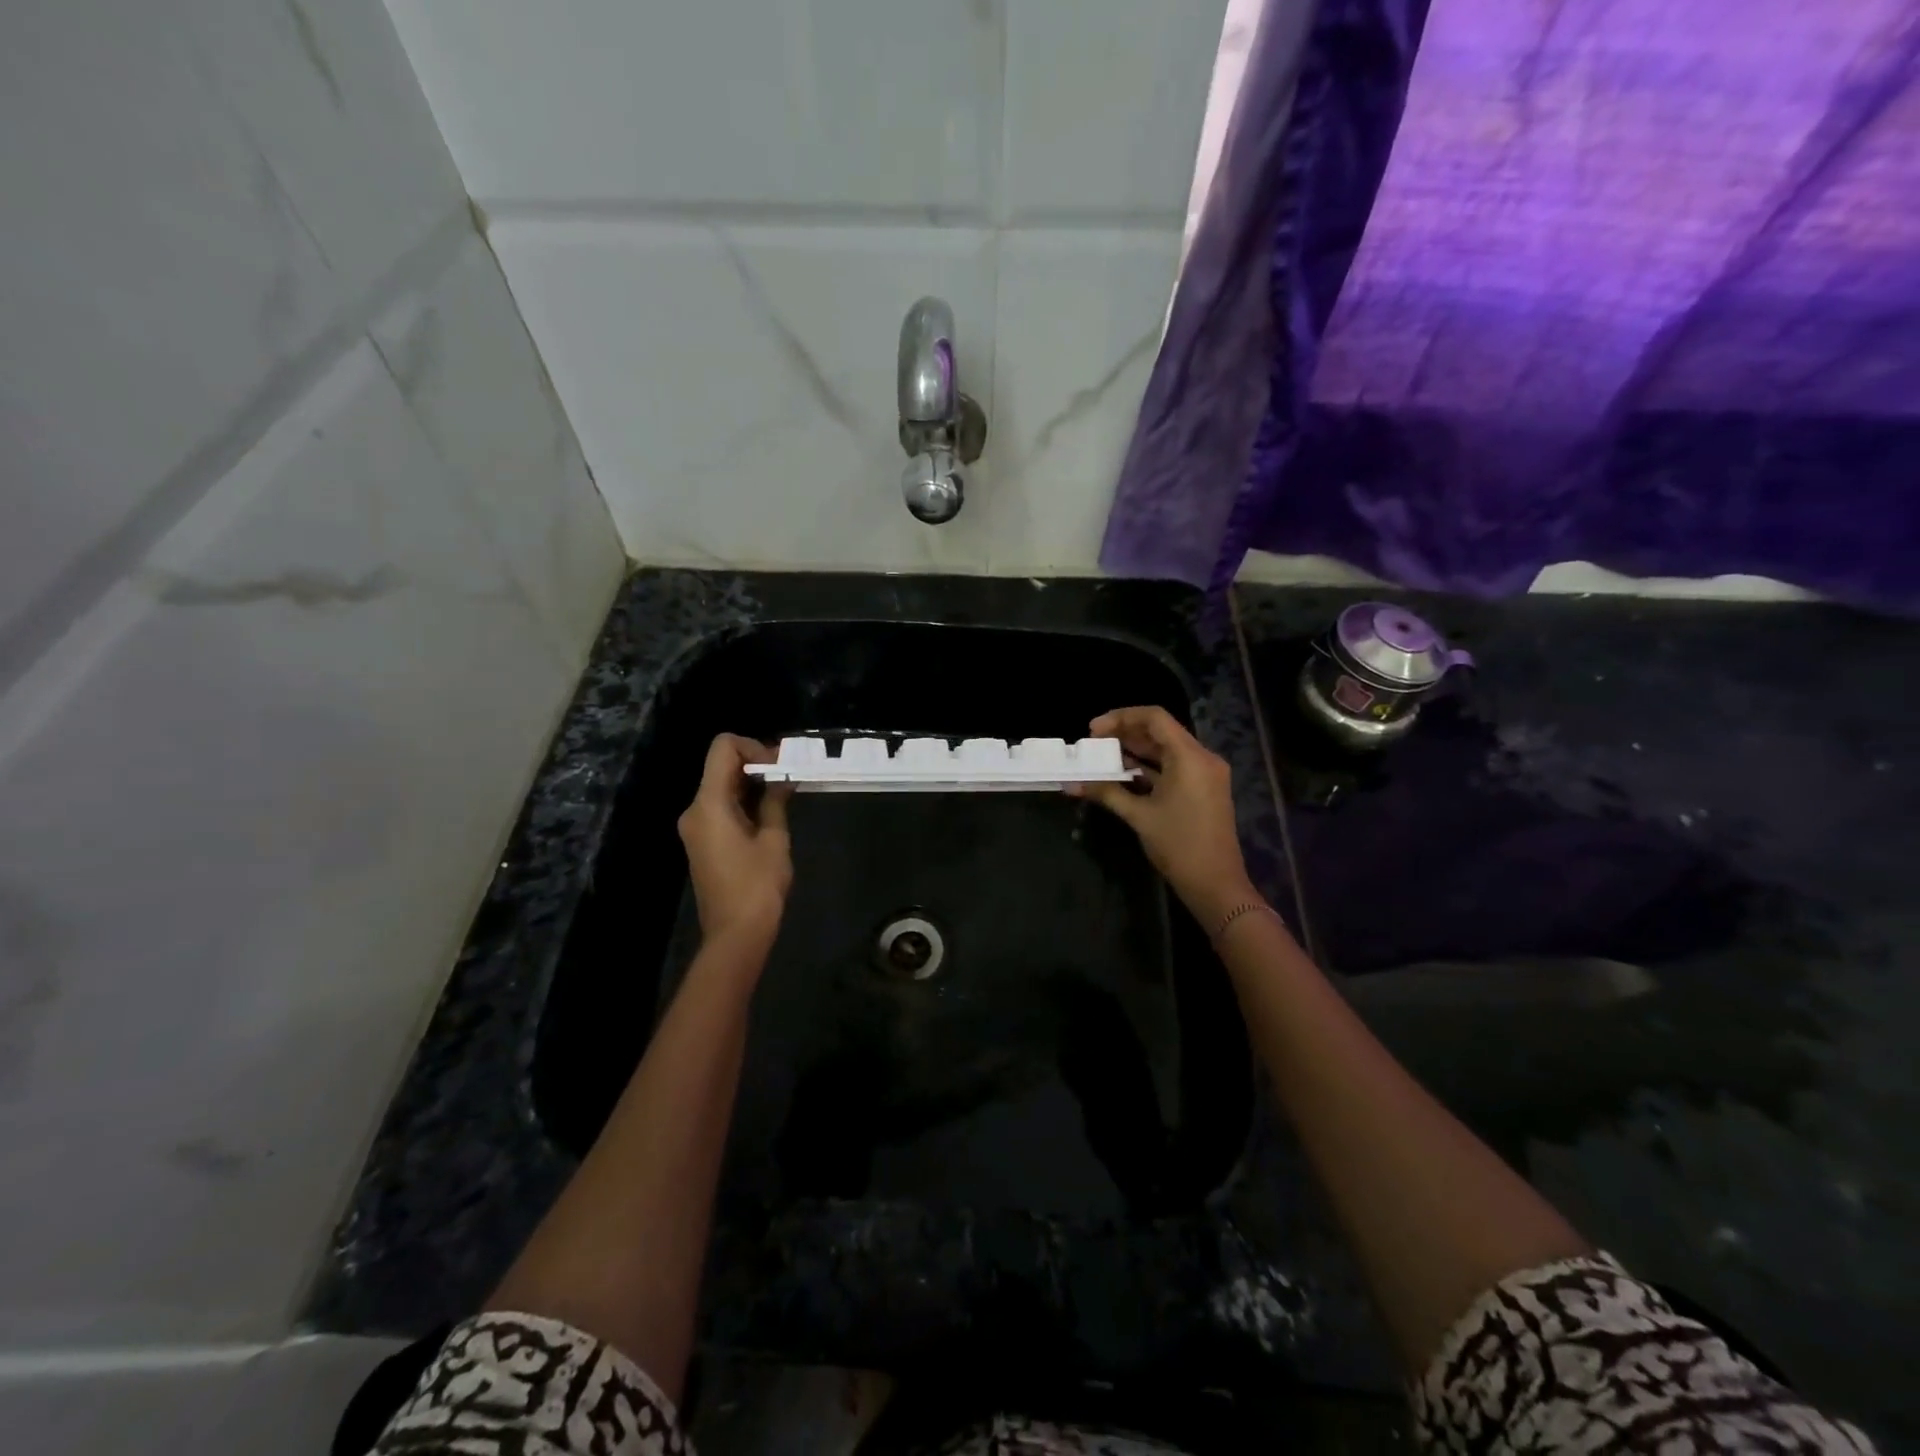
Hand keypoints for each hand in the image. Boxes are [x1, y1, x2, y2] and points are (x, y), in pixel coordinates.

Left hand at [677, 735, 792, 948]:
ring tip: (784, 794)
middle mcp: (694, 810)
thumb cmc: (757, 886)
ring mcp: (695, 827)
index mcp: (709, 804)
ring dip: (750, 783)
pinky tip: (768, 813)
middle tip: (788, 776)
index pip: (723, 748)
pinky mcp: (702, 841)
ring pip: (721, 786)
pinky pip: (720, 807)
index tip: (779, 765)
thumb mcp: (774, 839)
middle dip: (755, 764)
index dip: (752, 746)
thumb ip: (775, 801)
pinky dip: (742, 801)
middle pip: (720, 766)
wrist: (735, 935)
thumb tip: (782, 778)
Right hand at [1069, 706, 1257, 927]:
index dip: (1121, 718)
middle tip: (1094, 742)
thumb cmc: (1178, 846)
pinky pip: (1174, 766)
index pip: (1154, 718)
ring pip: (1167, 749)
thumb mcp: (1139, 816)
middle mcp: (1202, 758)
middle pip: (1161, 731)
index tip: (1093, 730)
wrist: (1215, 884)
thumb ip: (1106, 793)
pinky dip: (1150, 766)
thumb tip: (1072, 784)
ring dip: (1136, 750)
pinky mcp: (1203, 789)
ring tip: (1104, 756)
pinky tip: (1125, 773)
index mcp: (1190, 757)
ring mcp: (1205, 774)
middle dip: (1126, 733)